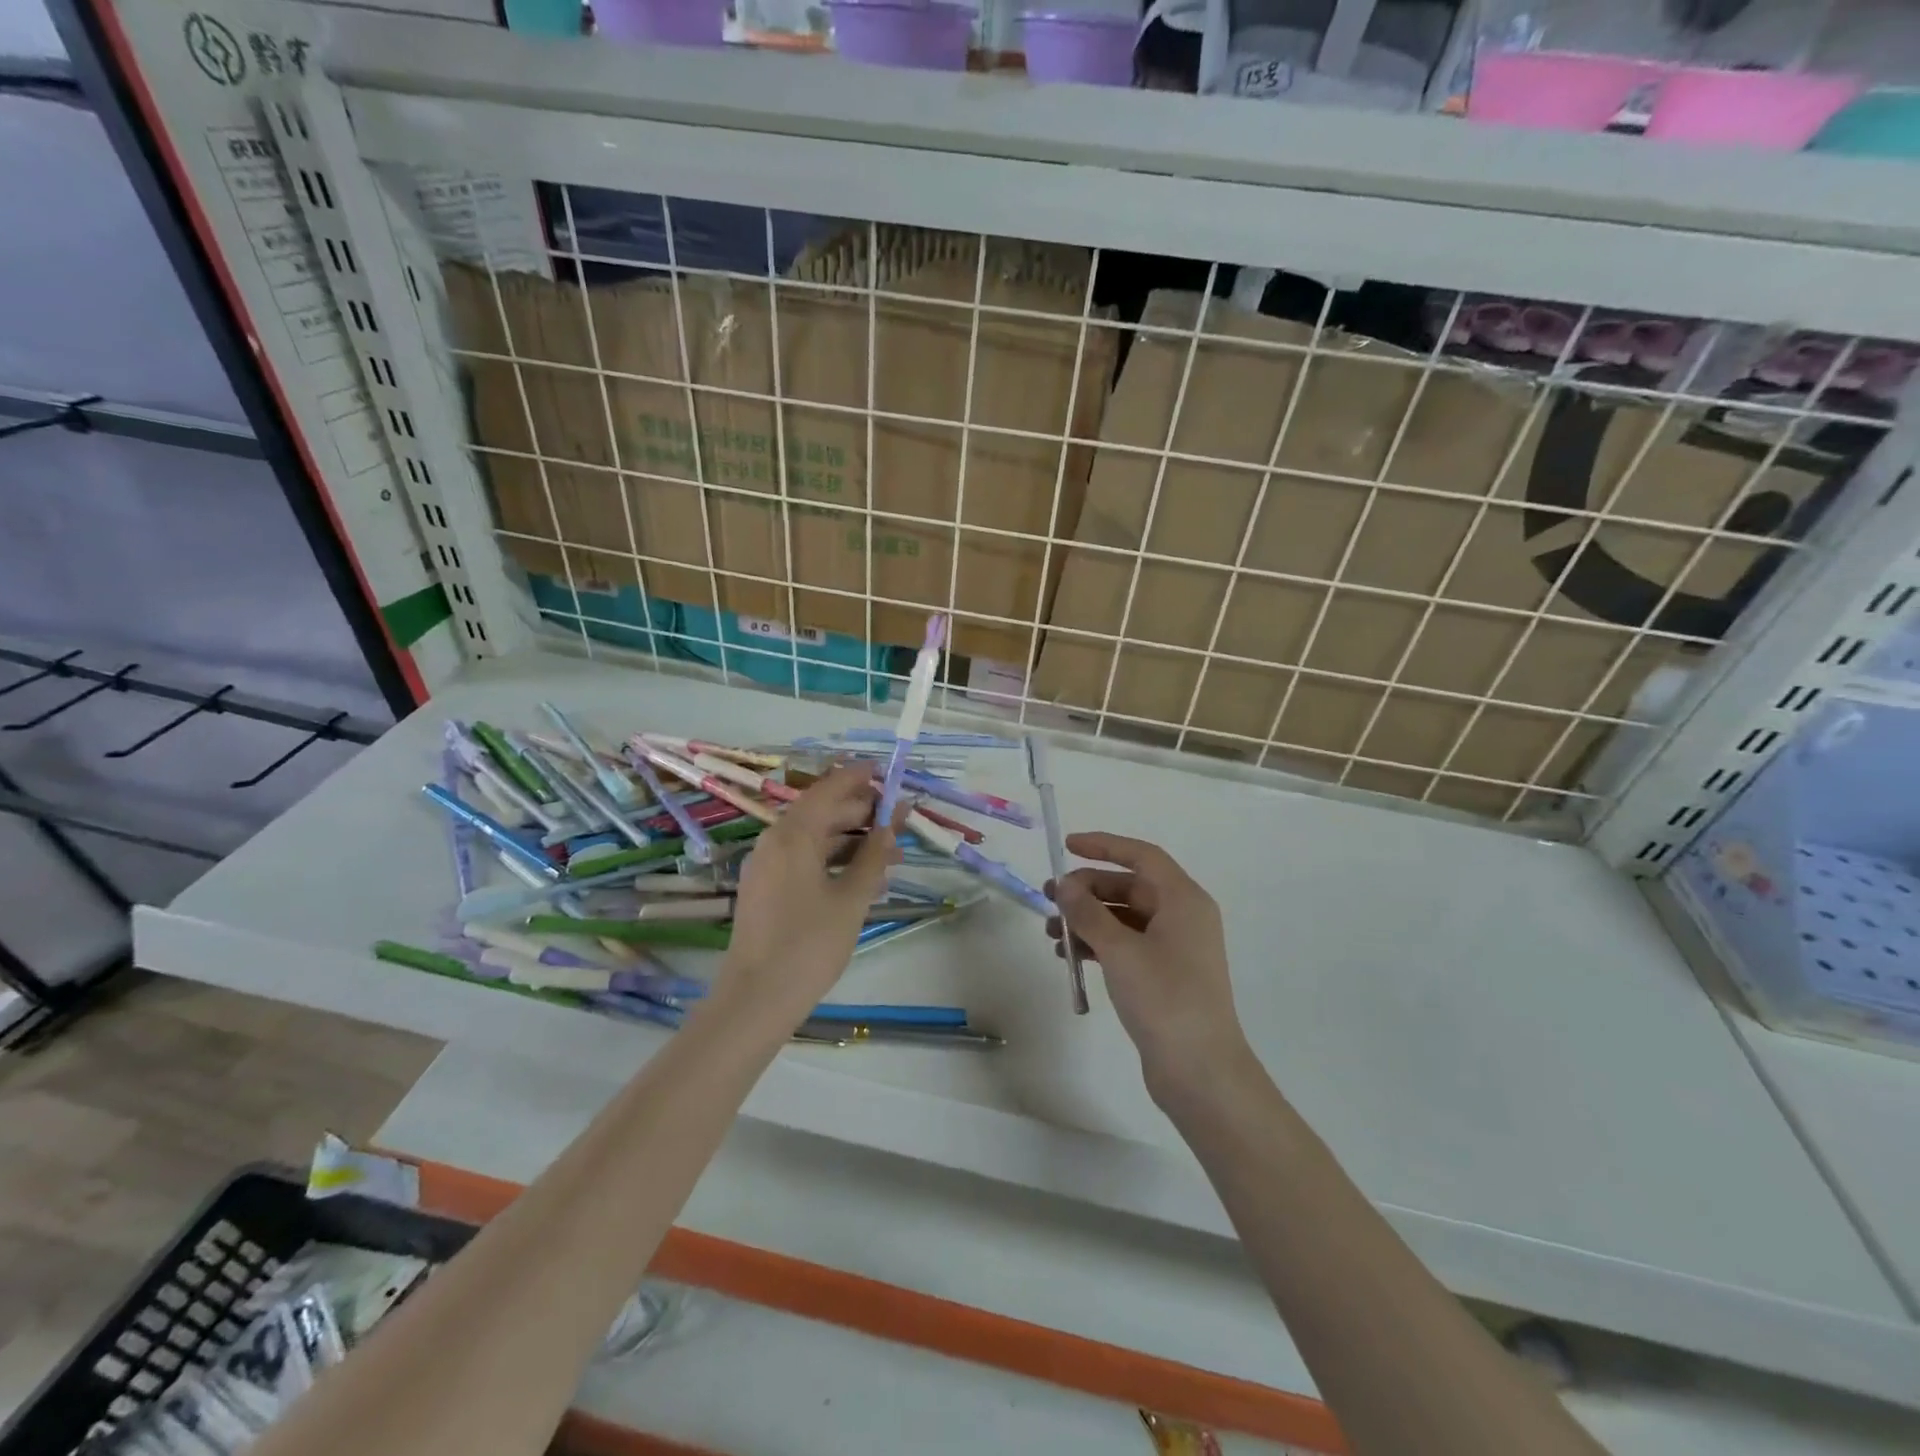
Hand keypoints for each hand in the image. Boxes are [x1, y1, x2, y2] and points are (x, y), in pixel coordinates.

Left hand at [712, 764, 901, 1029]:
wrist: (756, 1000)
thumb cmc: (809, 945)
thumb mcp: (851, 898)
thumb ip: (875, 855)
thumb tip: (894, 821)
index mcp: (793, 836)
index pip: (829, 790)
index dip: (858, 777)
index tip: (885, 769)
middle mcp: (775, 842)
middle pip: (823, 813)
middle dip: (862, 813)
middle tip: (900, 820)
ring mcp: (768, 867)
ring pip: (816, 839)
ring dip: (853, 841)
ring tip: (892, 854)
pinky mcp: (767, 889)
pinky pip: (805, 861)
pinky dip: (834, 862)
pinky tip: (864, 879)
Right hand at [1046, 832, 1249, 1105]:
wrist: (1200, 1071)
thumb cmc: (1164, 999)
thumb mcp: (1120, 950)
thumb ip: (1088, 912)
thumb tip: (1065, 885)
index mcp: (1183, 900)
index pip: (1142, 856)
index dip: (1104, 846)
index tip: (1067, 846)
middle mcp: (1182, 917)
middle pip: (1130, 887)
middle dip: (1088, 890)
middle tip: (1049, 898)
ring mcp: (1174, 948)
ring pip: (1124, 918)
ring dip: (1088, 920)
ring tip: (1052, 933)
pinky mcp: (1164, 975)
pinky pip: (1126, 945)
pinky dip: (1098, 945)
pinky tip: (1069, 956)